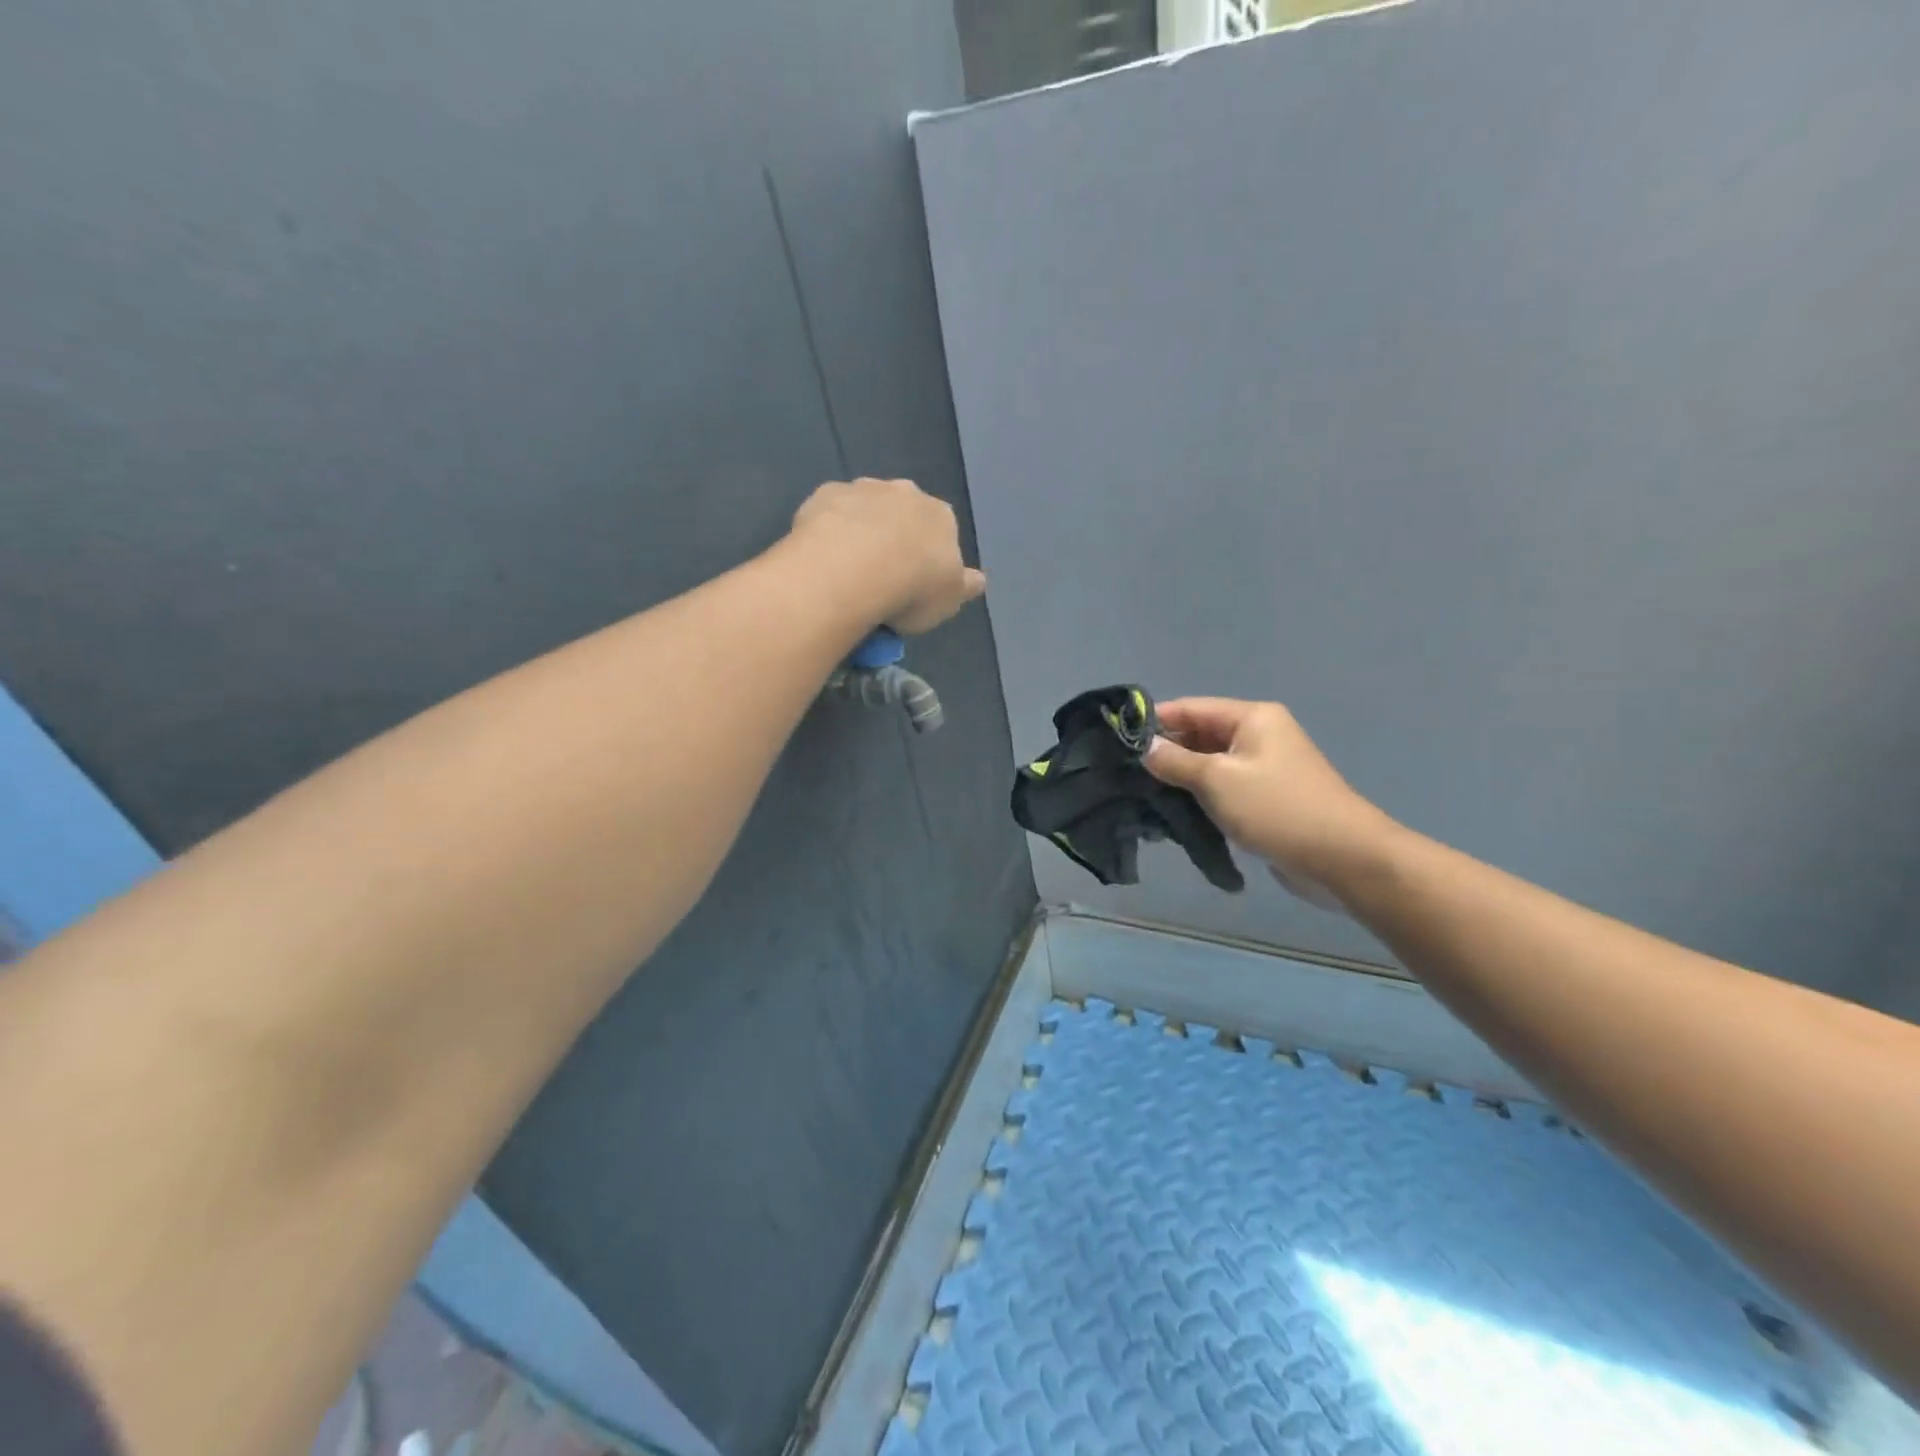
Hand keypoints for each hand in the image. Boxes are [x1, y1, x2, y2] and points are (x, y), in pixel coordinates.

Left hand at [790, 477, 985, 633]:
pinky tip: (822, 556)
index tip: (916, 580)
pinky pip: (830, 512)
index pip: (942, 530)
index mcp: (941, 516)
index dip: (929, 554)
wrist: (853, 570)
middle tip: (881, 573)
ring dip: (859, 529)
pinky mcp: (825, 494)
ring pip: (865, 507)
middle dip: (894, 534)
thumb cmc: (912, 589)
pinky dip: (828, 529)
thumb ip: (963, 586)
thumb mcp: (949, 599)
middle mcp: (905, 492)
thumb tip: (978, 580)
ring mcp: (863, 489)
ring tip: (848, 568)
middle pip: (903, 512)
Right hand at [1144, 698, 1396, 909]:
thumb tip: (1146, 748)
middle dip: (1166, 751)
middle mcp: (1259, 735)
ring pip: (1210, 764)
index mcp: (1252, 717)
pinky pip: (1224, 788)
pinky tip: (1174, 811)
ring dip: (1181, 777)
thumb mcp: (1218, 780)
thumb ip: (1176, 761)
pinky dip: (1200, 796)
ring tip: (1142, 793)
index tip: (1118, 740)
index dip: (1155, 721)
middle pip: (1200, 734)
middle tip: (1126, 772)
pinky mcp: (1266, 798)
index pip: (1191, 708)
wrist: (1343, 858)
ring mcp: (1264, 767)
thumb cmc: (1277, 808)